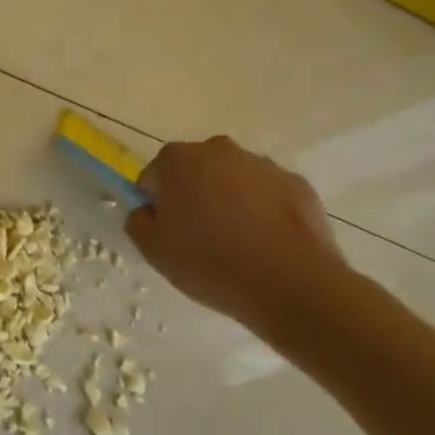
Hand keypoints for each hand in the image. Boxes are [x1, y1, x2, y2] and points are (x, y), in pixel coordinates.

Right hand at [126, 135, 349, 336]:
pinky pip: (267, 195)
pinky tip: (266, 244)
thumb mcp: (153, 250)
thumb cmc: (210, 262)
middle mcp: (220, 150)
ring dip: (229, 202)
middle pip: (195, 172)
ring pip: (233, 181)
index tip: (168, 233)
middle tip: (199, 238)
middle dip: (193, 196)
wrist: (291, 284)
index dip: (157, 206)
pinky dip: (262, 212)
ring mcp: (263, 164)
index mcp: (179, 160)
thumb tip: (147, 210)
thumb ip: (137, 221)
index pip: (154, 177)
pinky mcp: (297, 183)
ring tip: (237, 245)